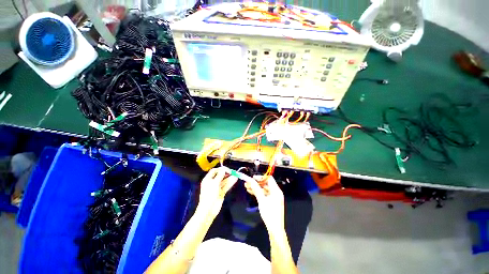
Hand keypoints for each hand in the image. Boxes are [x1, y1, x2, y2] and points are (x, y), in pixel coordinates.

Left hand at [197, 167, 237, 218]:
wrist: (208, 210)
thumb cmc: (209, 195)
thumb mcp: (214, 183)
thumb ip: (220, 175)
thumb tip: (223, 169)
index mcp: (208, 179)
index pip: (214, 171)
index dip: (220, 169)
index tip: (227, 169)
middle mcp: (212, 182)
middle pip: (220, 175)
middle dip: (226, 173)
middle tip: (232, 172)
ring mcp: (217, 188)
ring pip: (224, 181)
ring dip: (229, 178)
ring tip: (236, 175)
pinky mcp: (221, 192)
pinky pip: (226, 186)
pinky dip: (230, 183)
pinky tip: (235, 180)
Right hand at [244, 176, 284, 233]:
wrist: (275, 229)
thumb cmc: (269, 214)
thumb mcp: (262, 200)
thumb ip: (256, 189)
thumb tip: (250, 180)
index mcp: (276, 190)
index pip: (269, 179)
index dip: (261, 177)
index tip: (252, 178)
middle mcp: (275, 192)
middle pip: (265, 184)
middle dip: (256, 183)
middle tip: (247, 182)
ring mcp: (273, 197)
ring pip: (264, 189)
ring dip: (256, 188)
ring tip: (246, 187)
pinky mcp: (271, 201)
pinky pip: (264, 194)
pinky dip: (258, 193)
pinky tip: (250, 191)